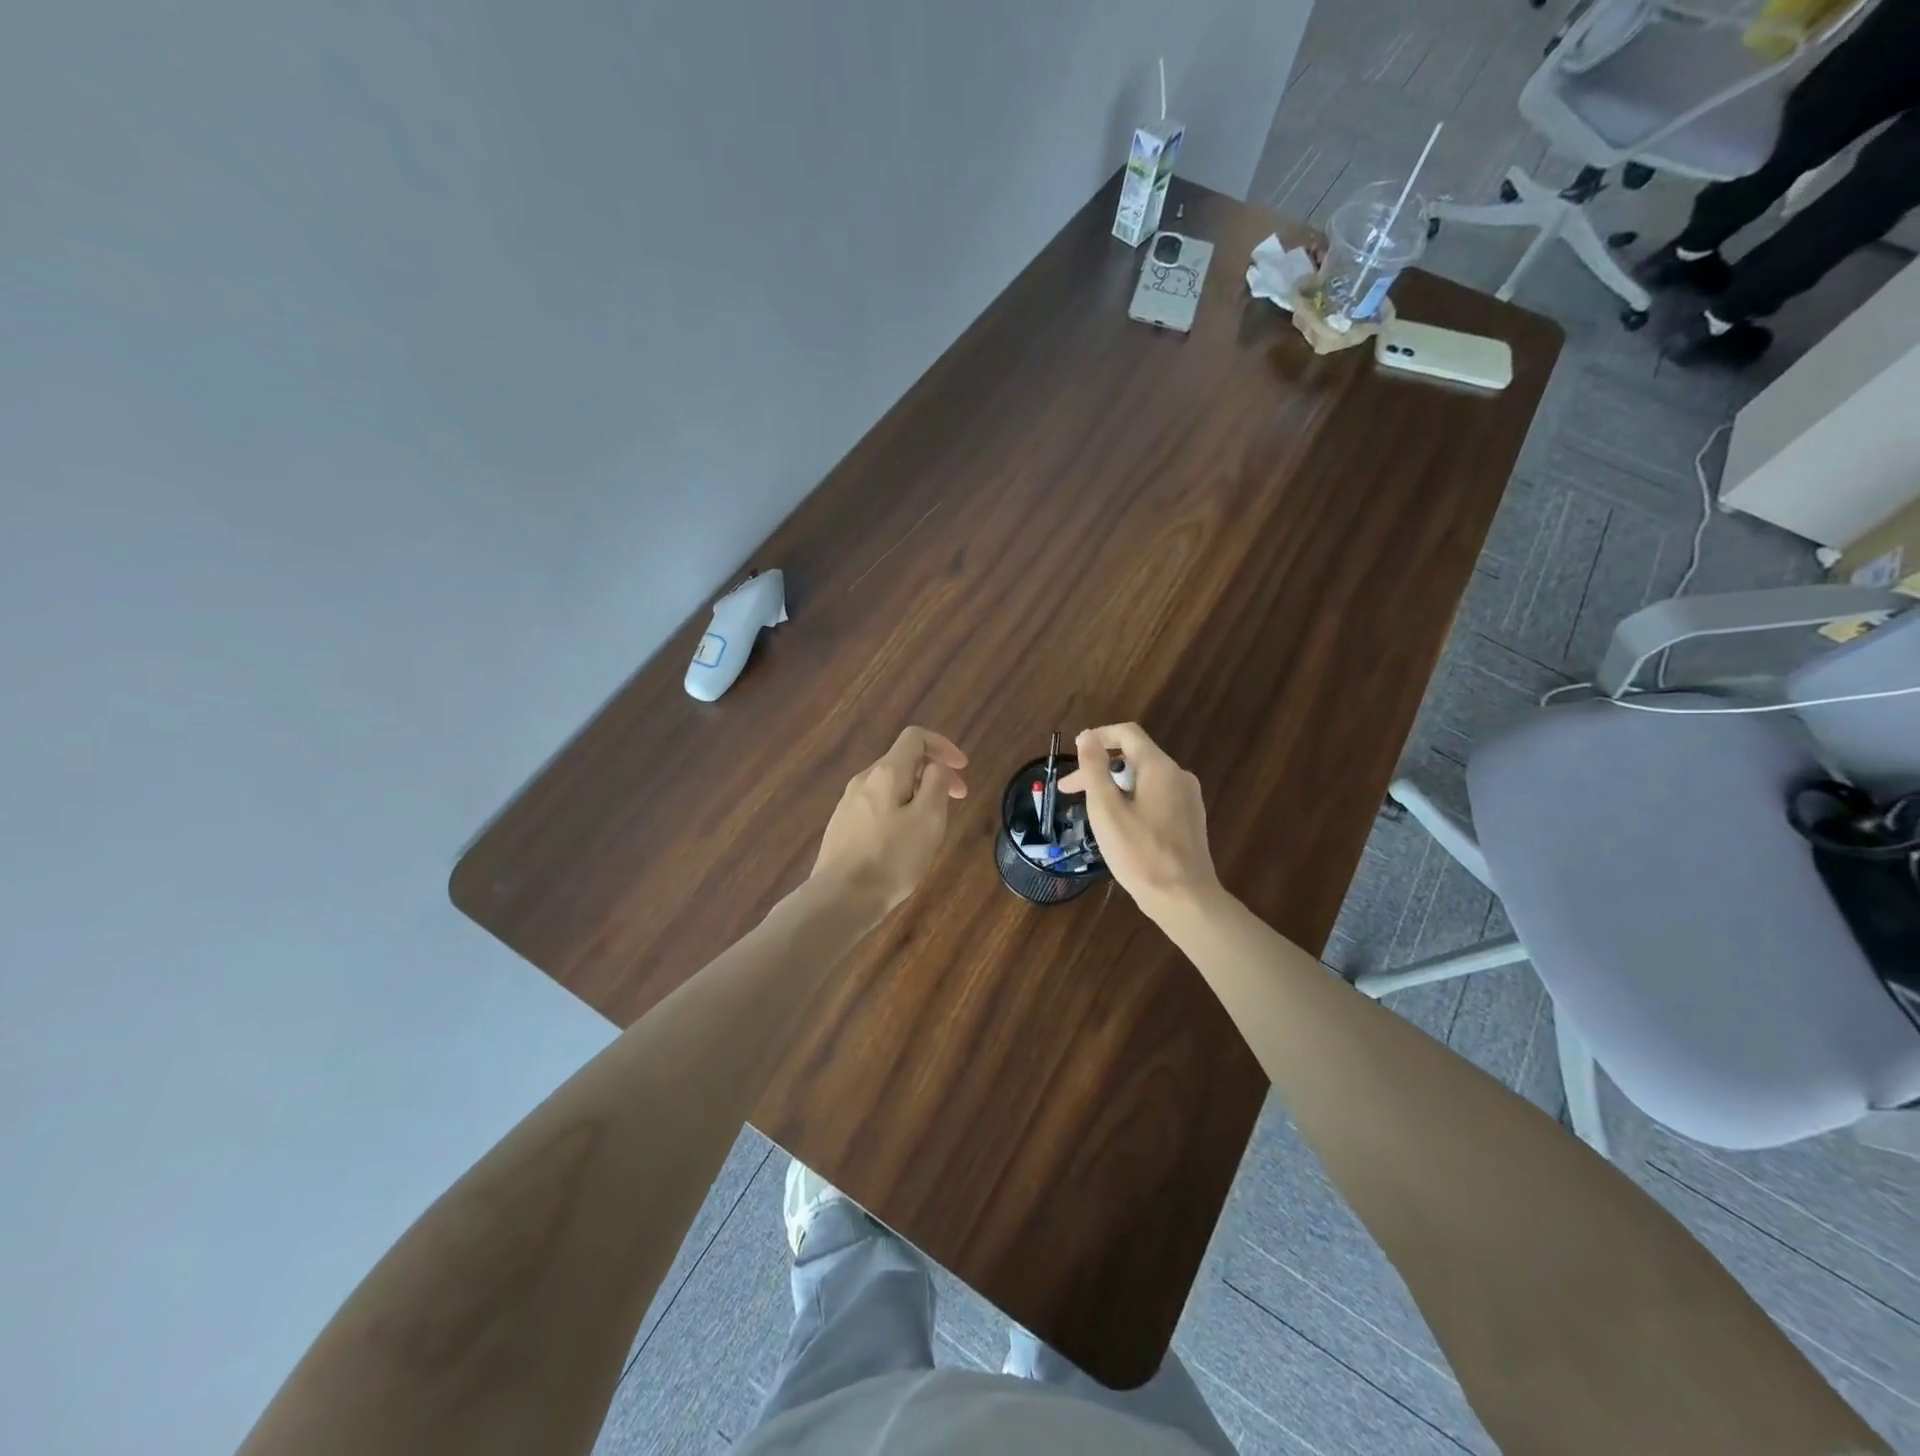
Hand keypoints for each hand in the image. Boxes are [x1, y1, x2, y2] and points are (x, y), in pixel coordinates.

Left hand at [811, 727, 968, 919]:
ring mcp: (848, 803)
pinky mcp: (842, 826)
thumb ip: (936, 784)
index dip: (943, 746)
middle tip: (956, 800)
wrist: (839, 899)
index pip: (915, 737)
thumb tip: (935, 768)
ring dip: (917, 794)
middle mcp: (863, 780)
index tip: (962, 770)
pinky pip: (877, 806)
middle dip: (933, 774)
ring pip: (890, 786)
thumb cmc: (891, 859)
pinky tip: (903, 842)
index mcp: (886, 773)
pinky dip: (898, 810)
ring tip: (932, 826)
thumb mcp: (928, 820)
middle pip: (902, 761)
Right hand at [1057, 723, 1219, 920]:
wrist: (1184, 898)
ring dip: (1114, 786)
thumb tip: (1086, 736)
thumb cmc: (1139, 853)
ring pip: (1144, 779)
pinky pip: (1156, 797)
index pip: (1127, 733)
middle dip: (1100, 769)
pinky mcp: (1190, 820)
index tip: (1074, 755)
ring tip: (1092, 812)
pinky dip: (1133, 800)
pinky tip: (1120, 826)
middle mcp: (1179, 776)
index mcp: (1159, 768)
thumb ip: (1095, 769)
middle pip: (1134, 757)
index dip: (1098, 736)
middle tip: (1070, 792)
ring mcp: (1188, 799)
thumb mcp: (1106, 810)